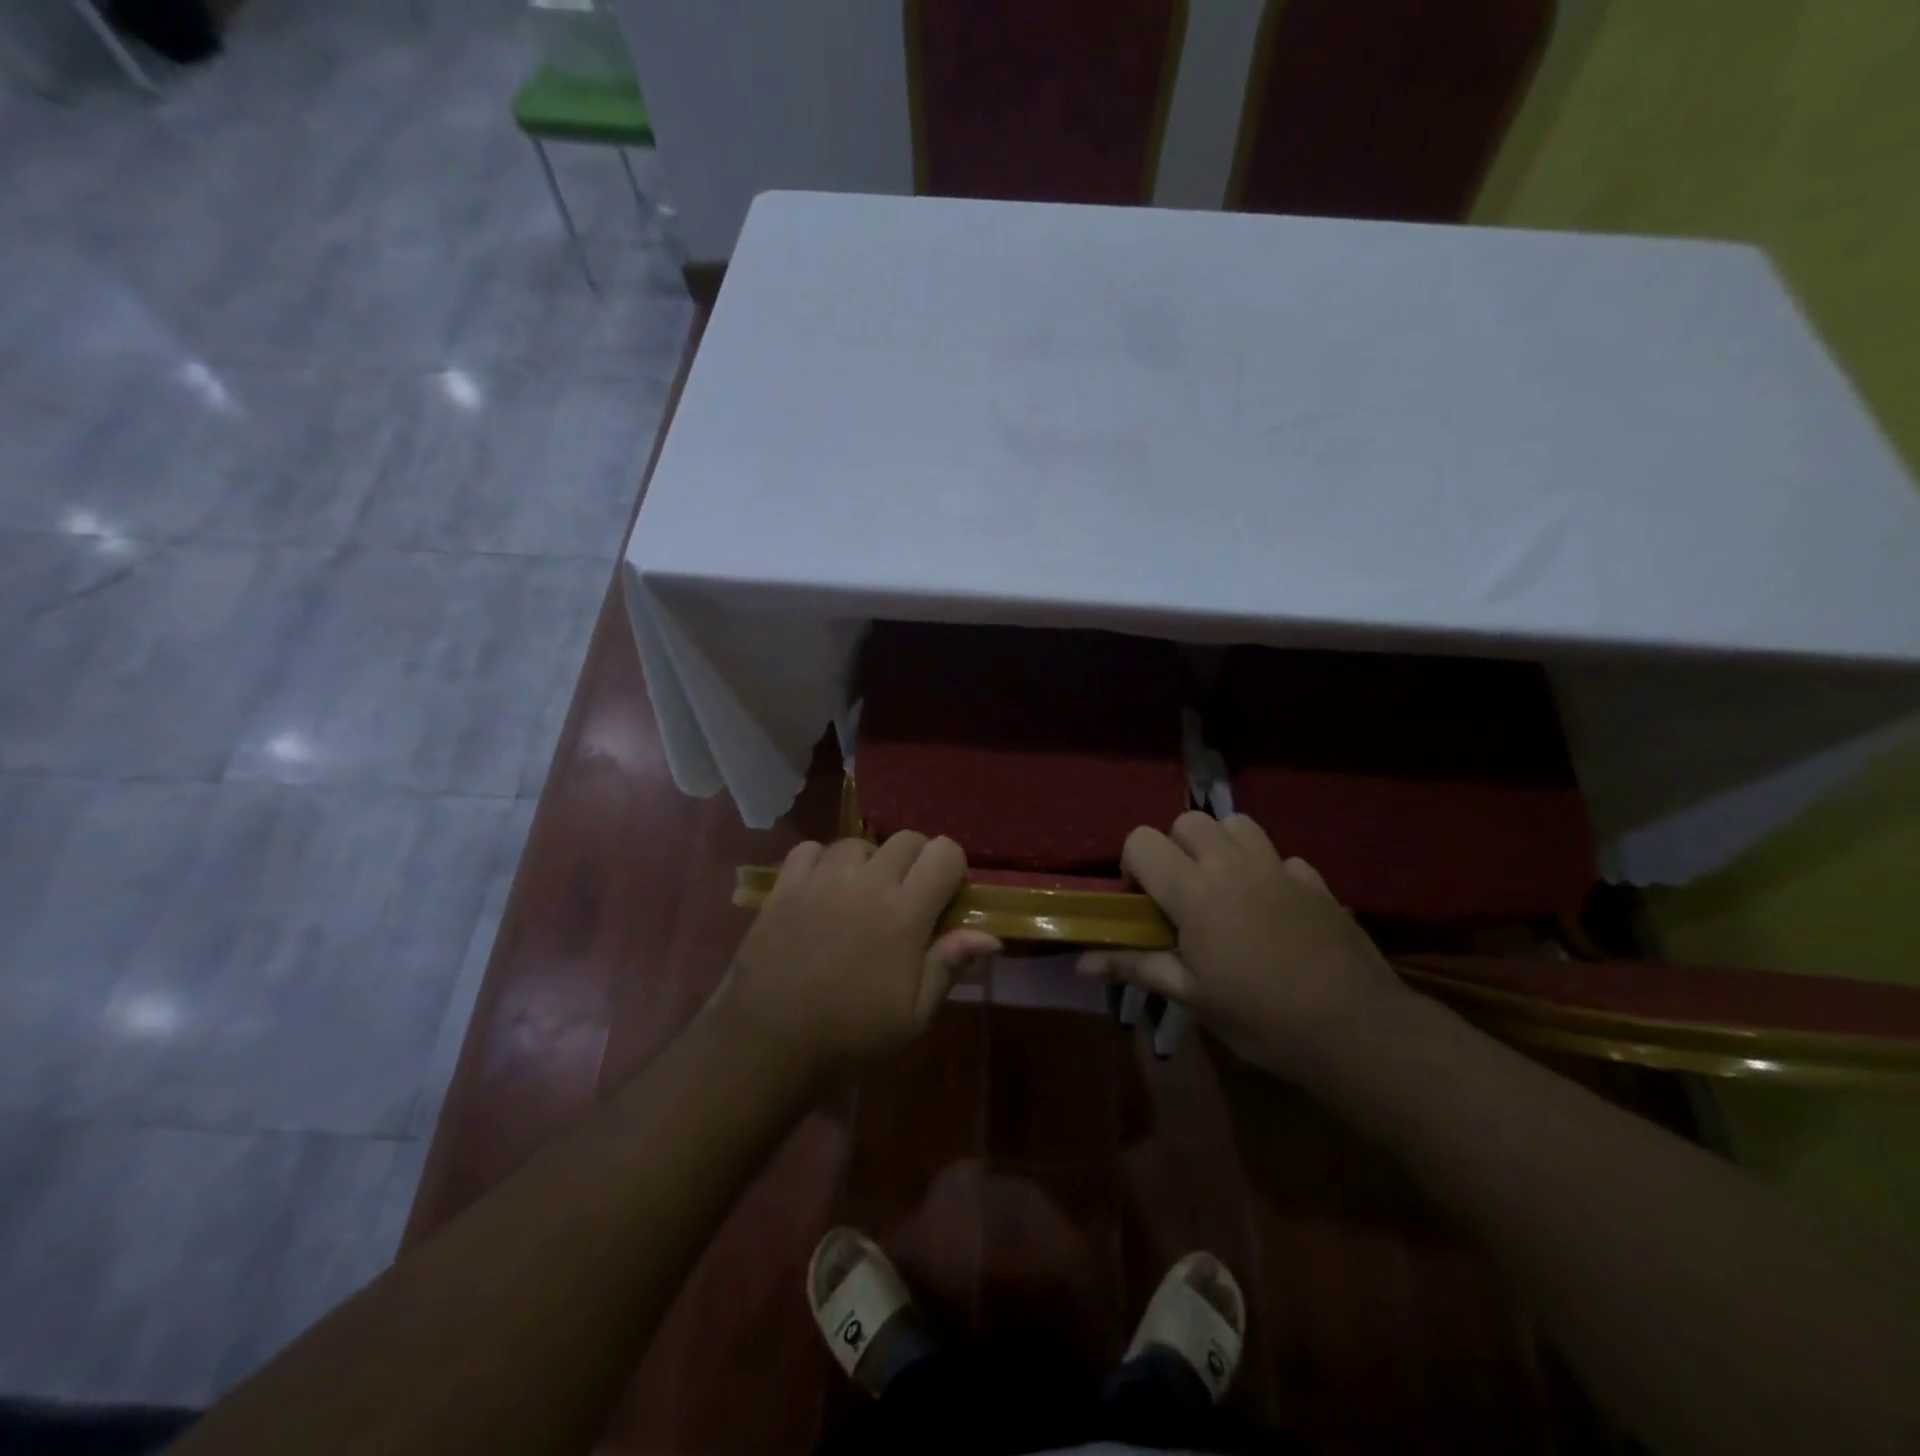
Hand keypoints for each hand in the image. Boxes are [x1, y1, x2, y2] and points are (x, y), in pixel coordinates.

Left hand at [717, 833, 999, 1078]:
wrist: (768, 1042)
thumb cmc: (850, 1034)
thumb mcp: (913, 1015)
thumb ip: (949, 965)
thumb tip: (991, 936)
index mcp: (905, 912)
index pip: (944, 852)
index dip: (952, 868)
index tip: (945, 896)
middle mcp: (867, 882)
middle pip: (907, 839)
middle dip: (916, 861)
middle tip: (906, 898)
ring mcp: (822, 878)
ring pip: (859, 842)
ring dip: (869, 862)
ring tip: (861, 894)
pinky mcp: (786, 884)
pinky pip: (811, 849)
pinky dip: (822, 862)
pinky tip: (822, 889)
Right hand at [1081, 811, 1406, 1076]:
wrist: (1355, 1029)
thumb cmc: (1261, 1017)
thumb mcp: (1191, 996)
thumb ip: (1136, 967)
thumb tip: (1082, 962)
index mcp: (1194, 891)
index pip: (1141, 841)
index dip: (1133, 866)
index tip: (1143, 904)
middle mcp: (1232, 865)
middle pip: (1187, 821)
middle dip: (1174, 848)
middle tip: (1182, 895)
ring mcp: (1278, 867)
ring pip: (1236, 824)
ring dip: (1220, 847)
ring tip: (1224, 889)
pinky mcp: (1314, 880)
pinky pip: (1280, 856)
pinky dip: (1267, 871)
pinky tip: (1272, 909)